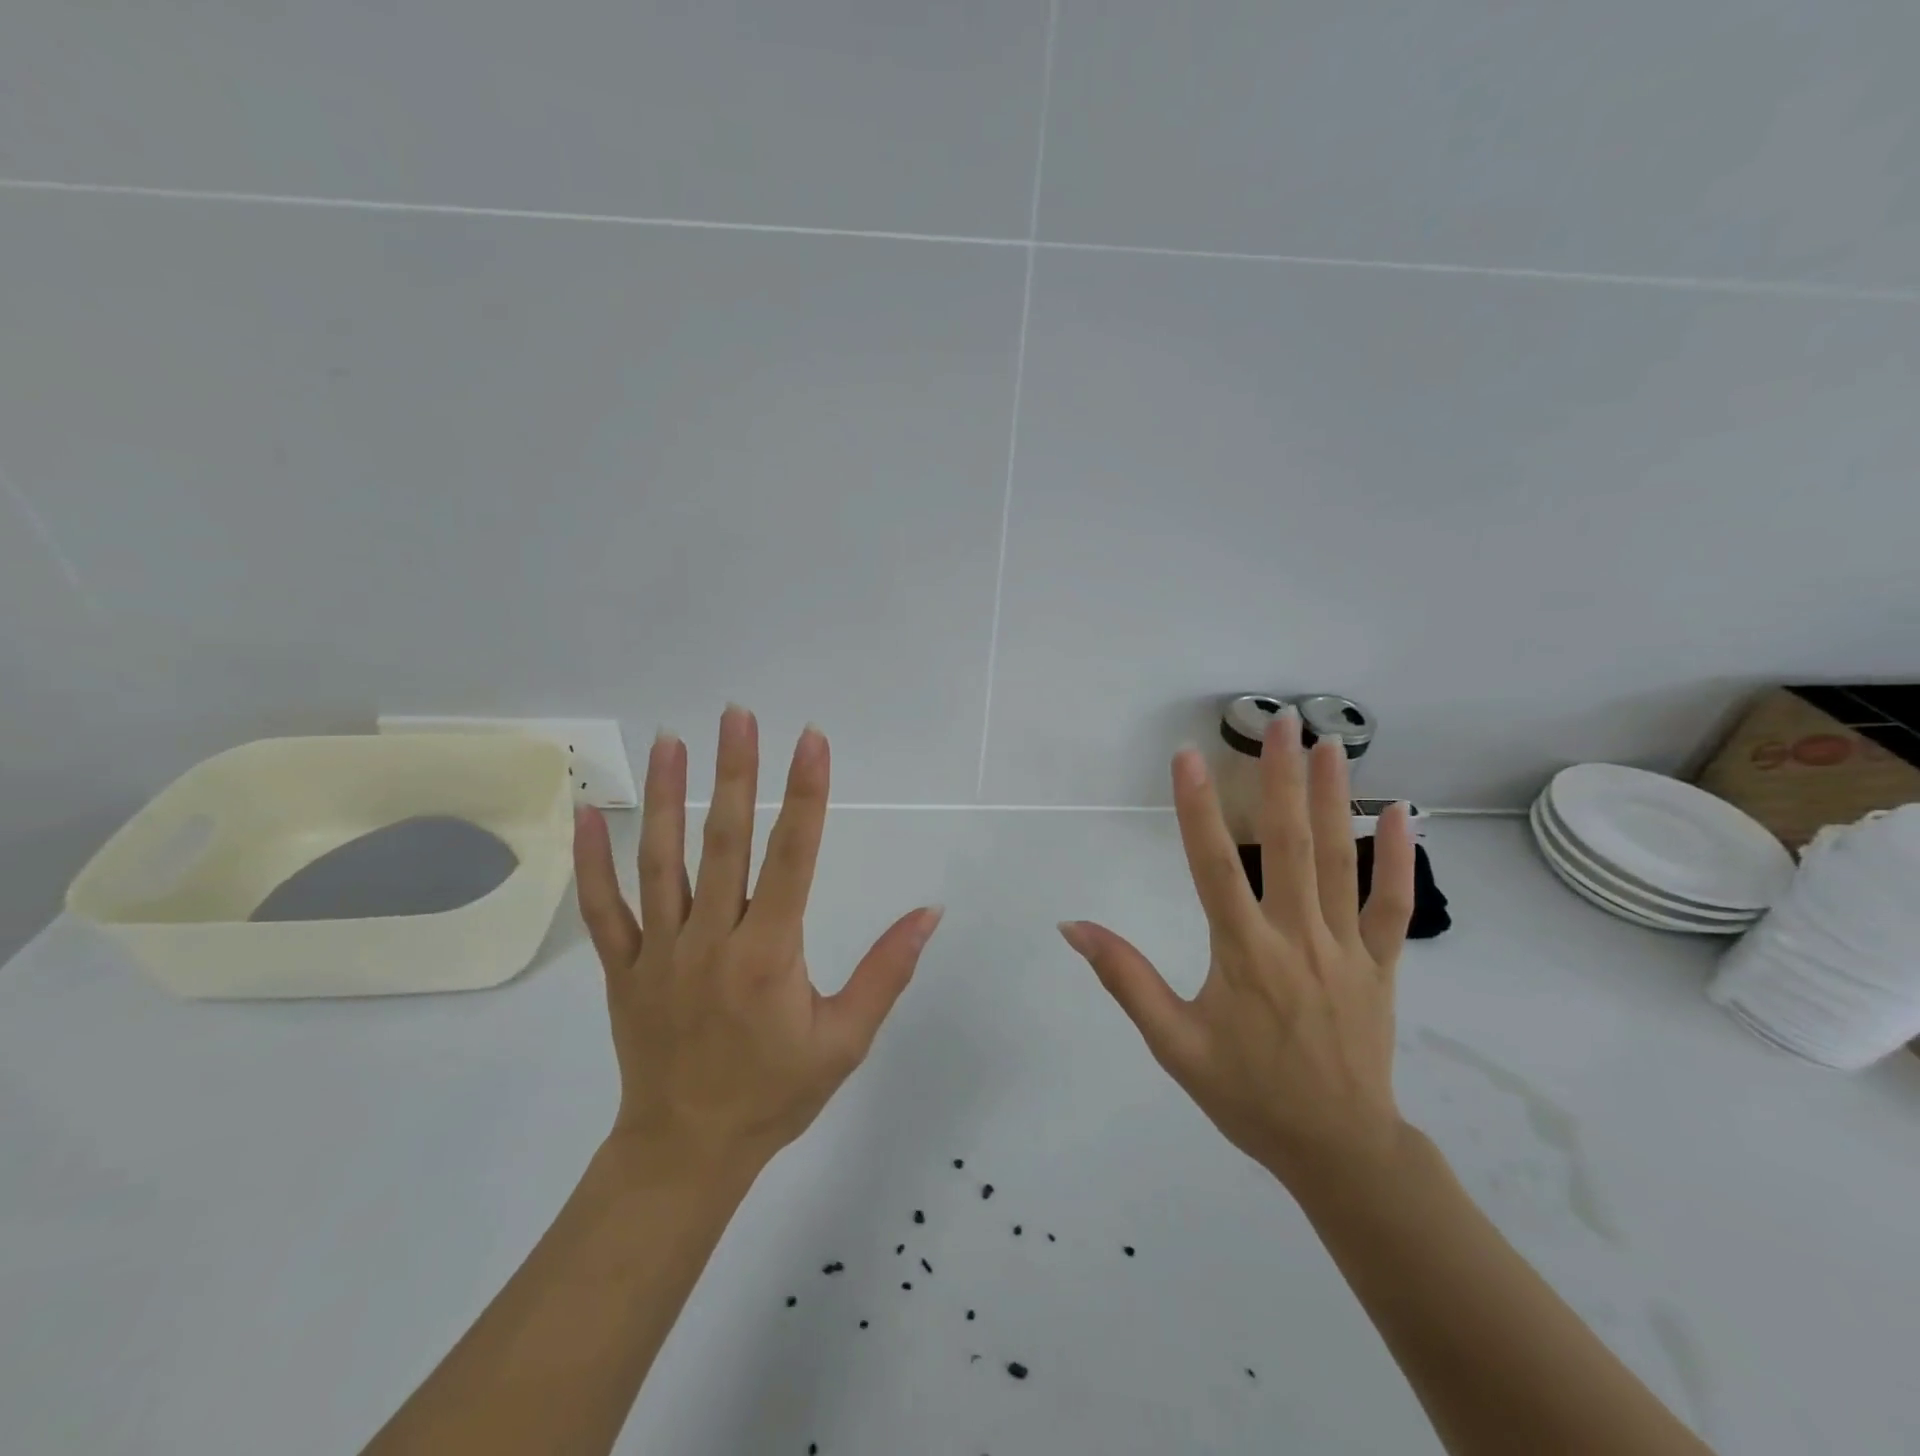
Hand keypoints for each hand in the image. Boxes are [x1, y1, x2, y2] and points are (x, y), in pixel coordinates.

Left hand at [573, 706, 943, 1174]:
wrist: (686, 1151)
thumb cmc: (775, 1093)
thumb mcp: (846, 1039)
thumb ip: (887, 970)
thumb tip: (929, 912)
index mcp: (769, 954)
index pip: (793, 858)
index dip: (805, 795)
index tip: (811, 741)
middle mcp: (711, 940)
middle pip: (726, 842)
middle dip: (736, 773)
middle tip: (736, 716)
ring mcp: (659, 951)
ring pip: (660, 861)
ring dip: (666, 796)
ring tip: (670, 740)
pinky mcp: (622, 967)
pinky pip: (603, 908)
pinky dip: (590, 860)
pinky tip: (586, 812)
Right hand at [1060, 708, 1416, 1190]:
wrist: (1338, 1150)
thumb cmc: (1246, 1095)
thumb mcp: (1173, 1044)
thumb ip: (1126, 979)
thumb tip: (1074, 926)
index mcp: (1244, 955)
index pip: (1214, 868)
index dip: (1197, 809)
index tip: (1188, 757)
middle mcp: (1297, 940)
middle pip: (1289, 847)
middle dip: (1281, 780)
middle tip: (1281, 723)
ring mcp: (1347, 950)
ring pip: (1342, 863)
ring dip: (1334, 799)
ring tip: (1329, 744)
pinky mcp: (1381, 966)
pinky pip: (1392, 906)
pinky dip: (1398, 858)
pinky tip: (1401, 813)